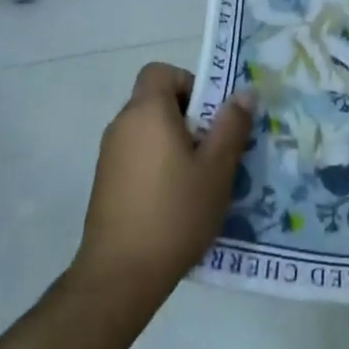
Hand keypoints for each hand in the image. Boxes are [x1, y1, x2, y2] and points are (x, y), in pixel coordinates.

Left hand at [70, 63, 253, 326]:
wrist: (119, 277)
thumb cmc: (174, 213)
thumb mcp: (216, 169)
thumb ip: (232, 125)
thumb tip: (244, 92)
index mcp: (147, 112)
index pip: (161, 71)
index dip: (189, 82)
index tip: (210, 115)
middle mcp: (122, 125)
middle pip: (156, 101)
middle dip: (189, 118)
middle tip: (215, 150)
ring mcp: (109, 156)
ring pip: (148, 132)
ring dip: (174, 144)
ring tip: (200, 180)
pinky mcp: (105, 184)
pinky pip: (137, 157)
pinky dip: (157, 166)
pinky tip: (176, 202)